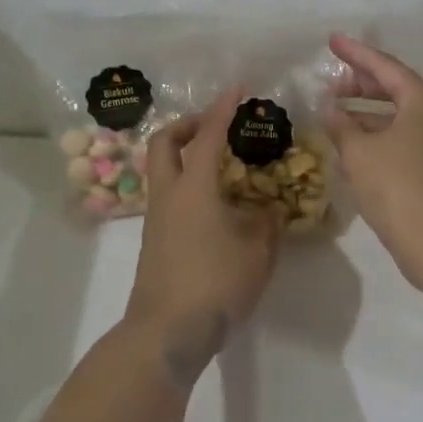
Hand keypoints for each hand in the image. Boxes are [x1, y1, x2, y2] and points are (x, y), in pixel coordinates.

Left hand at [124, 88, 281, 383]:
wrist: (166, 333)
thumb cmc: (215, 284)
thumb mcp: (257, 251)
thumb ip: (266, 223)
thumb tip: (267, 209)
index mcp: (194, 187)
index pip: (207, 135)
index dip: (223, 108)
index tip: (238, 88)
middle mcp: (169, 194)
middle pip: (164, 142)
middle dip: (187, 124)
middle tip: (215, 125)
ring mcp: (156, 217)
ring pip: (163, 168)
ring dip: (186, 154)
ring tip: (222, 165)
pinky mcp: (154, 239)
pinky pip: (169, 194)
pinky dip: (188, 183)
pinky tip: (216, 204)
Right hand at [323, 35, 422, 289]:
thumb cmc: (399, 186)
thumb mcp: (360, 152)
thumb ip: (341, 125)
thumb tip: (330, 109)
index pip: (384, 66)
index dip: (355, 53)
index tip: (332, 41)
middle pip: (395, 89)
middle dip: (361, 85)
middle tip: (331, 84)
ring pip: (399, 117)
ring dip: (367, 114)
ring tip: (335, 115)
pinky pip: (403, 140)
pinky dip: (378, 137)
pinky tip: (354, 147)